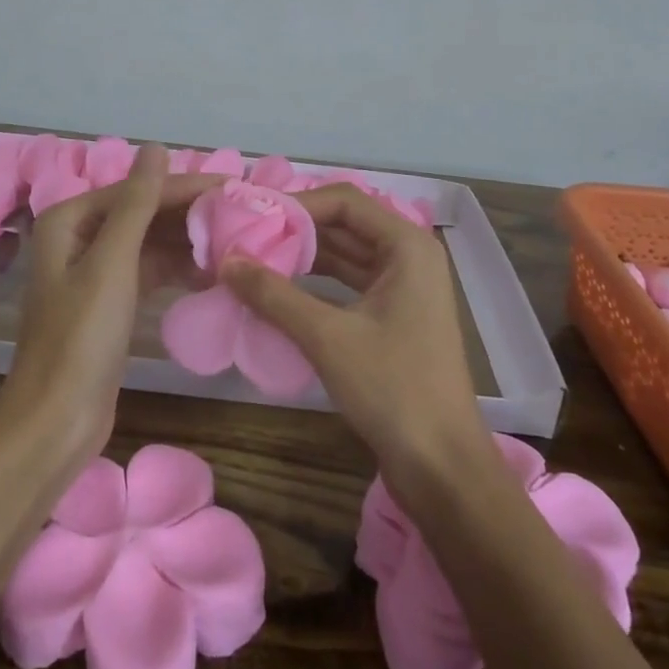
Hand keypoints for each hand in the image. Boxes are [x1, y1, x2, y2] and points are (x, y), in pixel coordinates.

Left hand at [0, 144, 216, 468]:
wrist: (56, 421)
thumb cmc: (81, 337)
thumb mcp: (112, 263)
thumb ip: (137, 204)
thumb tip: (156, 147)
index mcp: (70, 219)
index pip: (138, 190)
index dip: (185, 187)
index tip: (234, 187)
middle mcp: (79, 237)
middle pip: (144, 213)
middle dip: (189, 215)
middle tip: (242, 215)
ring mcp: (94, 271)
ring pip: (149, 243)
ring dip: (187, 243)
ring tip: (234, 243)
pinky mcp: (110, 302)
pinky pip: (149, 271)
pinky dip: (177, 270)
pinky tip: (211, 274)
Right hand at [223, 185, 491, 490]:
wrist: (442, 467)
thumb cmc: (393, 389)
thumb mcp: (327, 337)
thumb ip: (274, 294)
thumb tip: (225, 260)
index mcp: (407, 245)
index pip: (344, 201)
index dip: (297, 204)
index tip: (253, 217)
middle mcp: (410, 255)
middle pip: (345, 224)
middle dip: (296, 229)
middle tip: (246, 235)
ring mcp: (405, 286)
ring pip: (346, 253)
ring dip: (304, 255)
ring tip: (254, 257)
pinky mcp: (395, 314)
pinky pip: (350, 281)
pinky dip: (317, 281)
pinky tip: (281, 287)